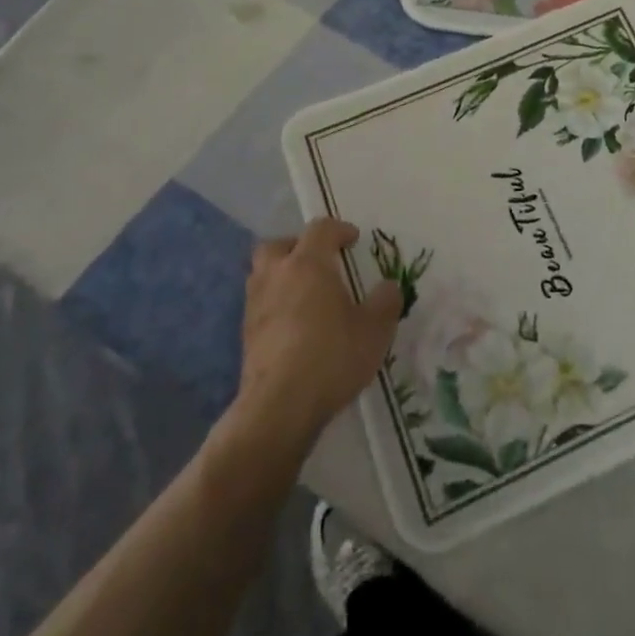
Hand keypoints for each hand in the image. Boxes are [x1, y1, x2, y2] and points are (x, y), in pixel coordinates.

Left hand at [238, 219, 401, 443]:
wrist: (279, 406)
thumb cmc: (332, 356)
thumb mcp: (375, 329)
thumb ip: (385, 302)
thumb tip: (388, 286)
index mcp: (308, 263)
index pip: (320, 229)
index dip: (339, 230)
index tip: (353, 240)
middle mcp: (277, 275)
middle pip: (278, 245)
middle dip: (298, 247)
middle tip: (319, 261)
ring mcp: (256, 304)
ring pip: (263, 274)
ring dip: (283, 275)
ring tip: (306, 294)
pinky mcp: (245, 334)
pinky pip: (261, 303)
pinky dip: (276, 303)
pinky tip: (294, 324)